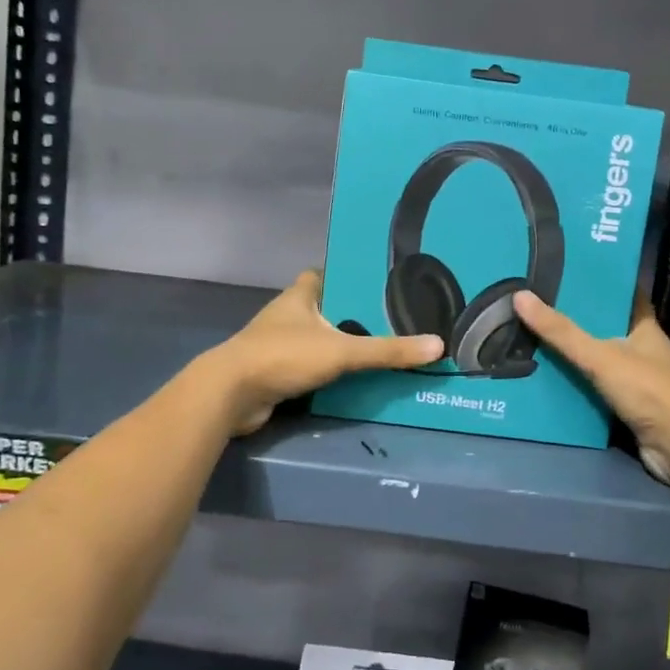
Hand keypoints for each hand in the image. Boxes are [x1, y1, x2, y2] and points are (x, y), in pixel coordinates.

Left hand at [208, 270, 443, 435]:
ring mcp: (277, 344)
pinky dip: (326, 370)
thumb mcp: (342, 351)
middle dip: (349, 314)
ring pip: (315, 338)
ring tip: (377, 348)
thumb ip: (388, 350)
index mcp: (300, 295)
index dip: (345, 275)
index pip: (323, 274)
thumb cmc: (284, 356)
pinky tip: (351, 378)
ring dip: (338, 344)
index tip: (375, 283)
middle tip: (388, 319)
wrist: (231, 394)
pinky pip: (308, 365)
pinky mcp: (274, 372)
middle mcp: (287, 315)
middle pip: (323, 308)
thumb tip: (438, 345)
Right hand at [512, 291, 669, 486]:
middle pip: (605, 328)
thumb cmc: (648, 390)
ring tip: (533, 340)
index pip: (623, 296)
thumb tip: (520, 296)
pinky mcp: (629, 408)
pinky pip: (596, 390)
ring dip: (573, 356)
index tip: (568, 274)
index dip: (600, 285)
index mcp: (644, 328)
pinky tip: (548, 380)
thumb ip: (561, 332)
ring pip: (599, 361)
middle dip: (576, 321)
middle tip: (537, 307)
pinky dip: (576, 386)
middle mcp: (642, 350)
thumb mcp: (600, 356)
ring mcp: (637, 380)